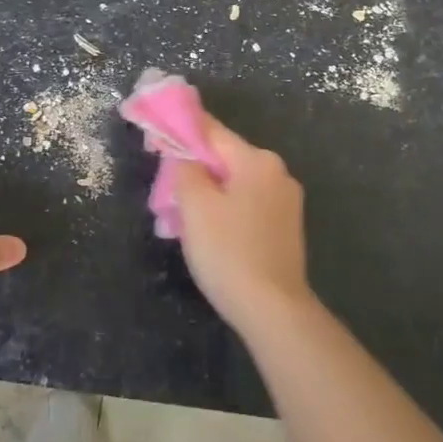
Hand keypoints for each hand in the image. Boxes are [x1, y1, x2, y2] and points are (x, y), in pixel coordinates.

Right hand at [171, 113, 311, 331]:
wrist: (273, 310)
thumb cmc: (229, 252)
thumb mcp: (195, 206)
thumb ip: (185, 169)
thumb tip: (184, 155)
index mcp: (257, 160)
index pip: (212, 131)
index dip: (181, 131)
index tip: (156, 136)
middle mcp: (277, 172)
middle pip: (224, 159)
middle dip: (193, 170)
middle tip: (164, 191)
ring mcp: (286, 201)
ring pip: (235, 184)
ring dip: (207, 194)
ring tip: (180, 219)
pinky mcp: (286, 228)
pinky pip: (247, 206)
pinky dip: (225, 211)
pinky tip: (208, 234)